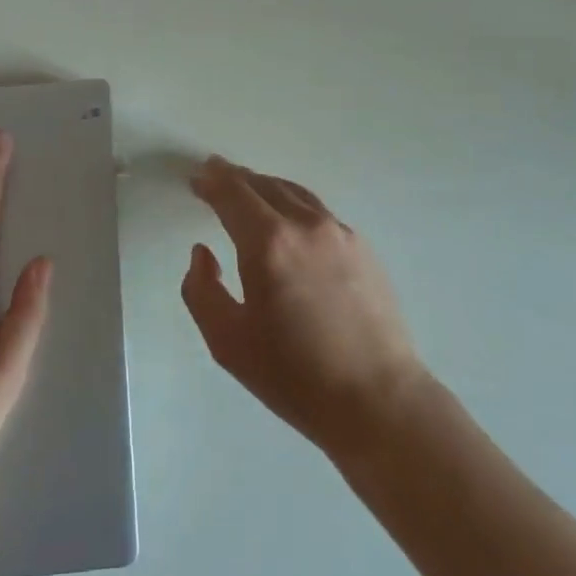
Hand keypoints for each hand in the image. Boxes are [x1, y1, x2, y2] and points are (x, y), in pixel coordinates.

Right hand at [182, 155, 426, 453]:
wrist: (378, 400)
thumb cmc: (295, 376)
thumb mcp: (228, 343)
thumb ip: (201, 290)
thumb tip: (203, 252)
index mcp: (268, 243)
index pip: (233, 193)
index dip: (212, 181)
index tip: (197, 178)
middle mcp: (305, 224)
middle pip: (263, 185)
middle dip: (235, 178)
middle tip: (216, 176)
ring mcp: (339, 232)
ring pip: (293, 193)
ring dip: (265, 187)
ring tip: (248, 192)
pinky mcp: (362, 247)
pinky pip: (317, 211)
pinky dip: (292, 204)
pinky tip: (288, 221)